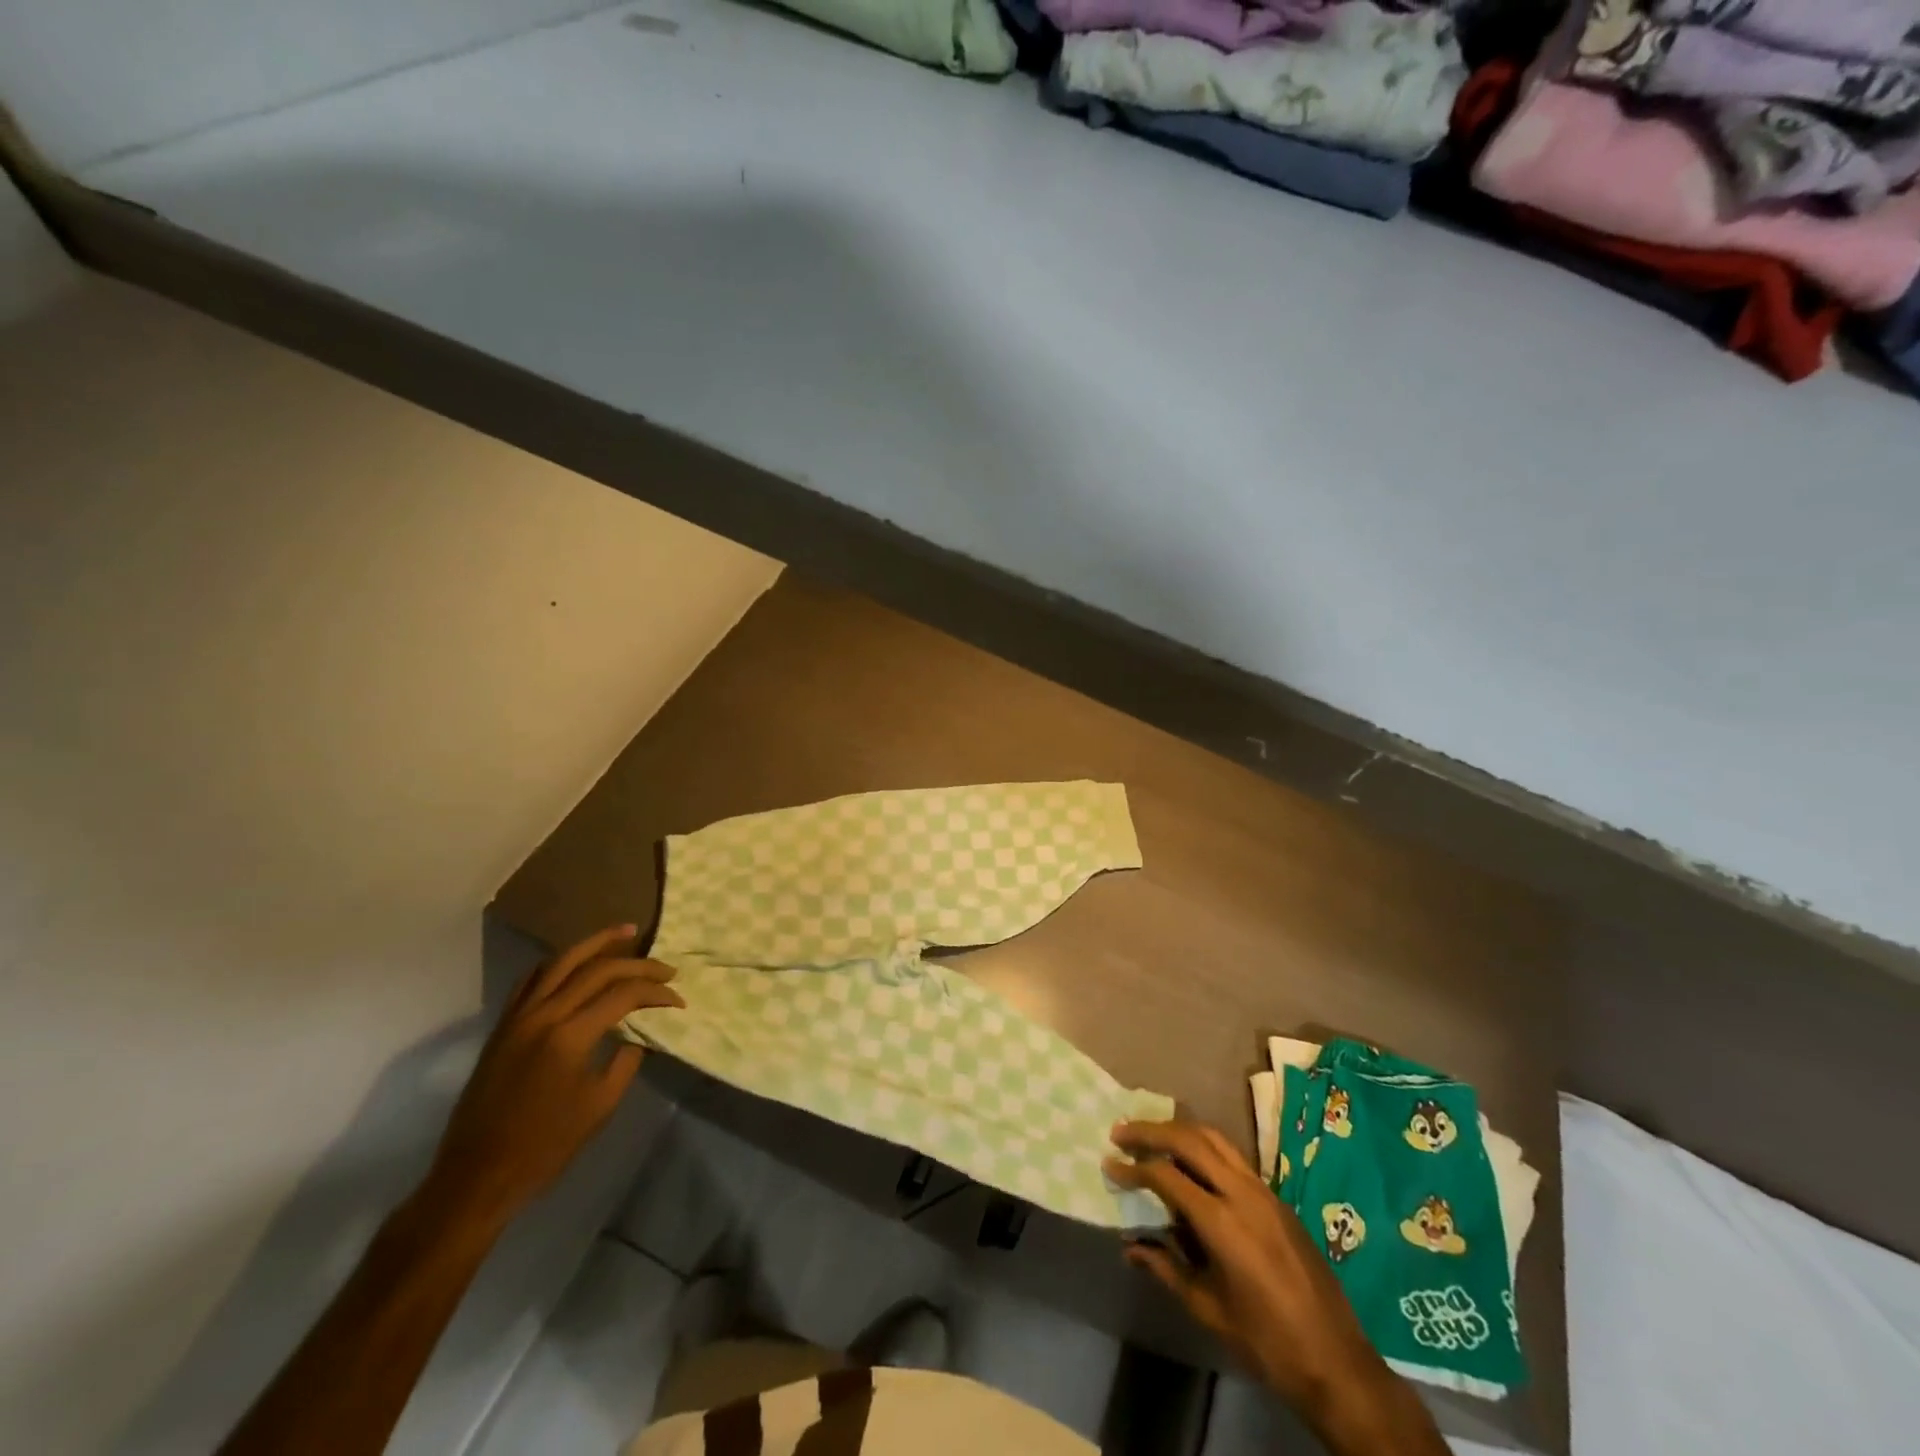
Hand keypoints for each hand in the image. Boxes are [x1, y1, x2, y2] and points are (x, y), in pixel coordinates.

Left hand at [418, 925, 682, 1228]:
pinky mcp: (503, 1026)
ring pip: (560, 962)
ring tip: (625, 933)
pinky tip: (575, 962)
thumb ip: (626, 1061)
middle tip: (665, 969)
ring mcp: (518, 1017)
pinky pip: (532, 980)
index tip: (678, 1000)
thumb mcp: (599, 1105)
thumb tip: (640, 1032)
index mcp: (569, 1036)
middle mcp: (543, 1015)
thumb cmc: (545, 1147)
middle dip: (637, 964)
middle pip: (596, 970)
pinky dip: (558, 964)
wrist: (477, 1176)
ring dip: (596, 944)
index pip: (623, 995)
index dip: (655, 993)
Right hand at [1106, 1120, 1443, 1453]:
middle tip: (1122, 1132)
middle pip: (1191, 1140)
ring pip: (1216, 1139)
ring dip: (1180, 1131)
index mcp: (1223, 1222)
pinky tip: (1190, 1162)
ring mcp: (1265, 1192)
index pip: (1167, 1176)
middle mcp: (1243, 1193)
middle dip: (1152, 1131)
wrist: (1337, 1363)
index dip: (1134, 1168)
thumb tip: (1130, 1246)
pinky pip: (1234, 1157)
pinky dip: (1204, 1147)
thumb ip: (1166, 1268)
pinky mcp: (1278, 1199)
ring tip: (1151, 1134)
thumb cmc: (1266, 1342)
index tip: (1110, 1164)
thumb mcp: (1208, 1309)